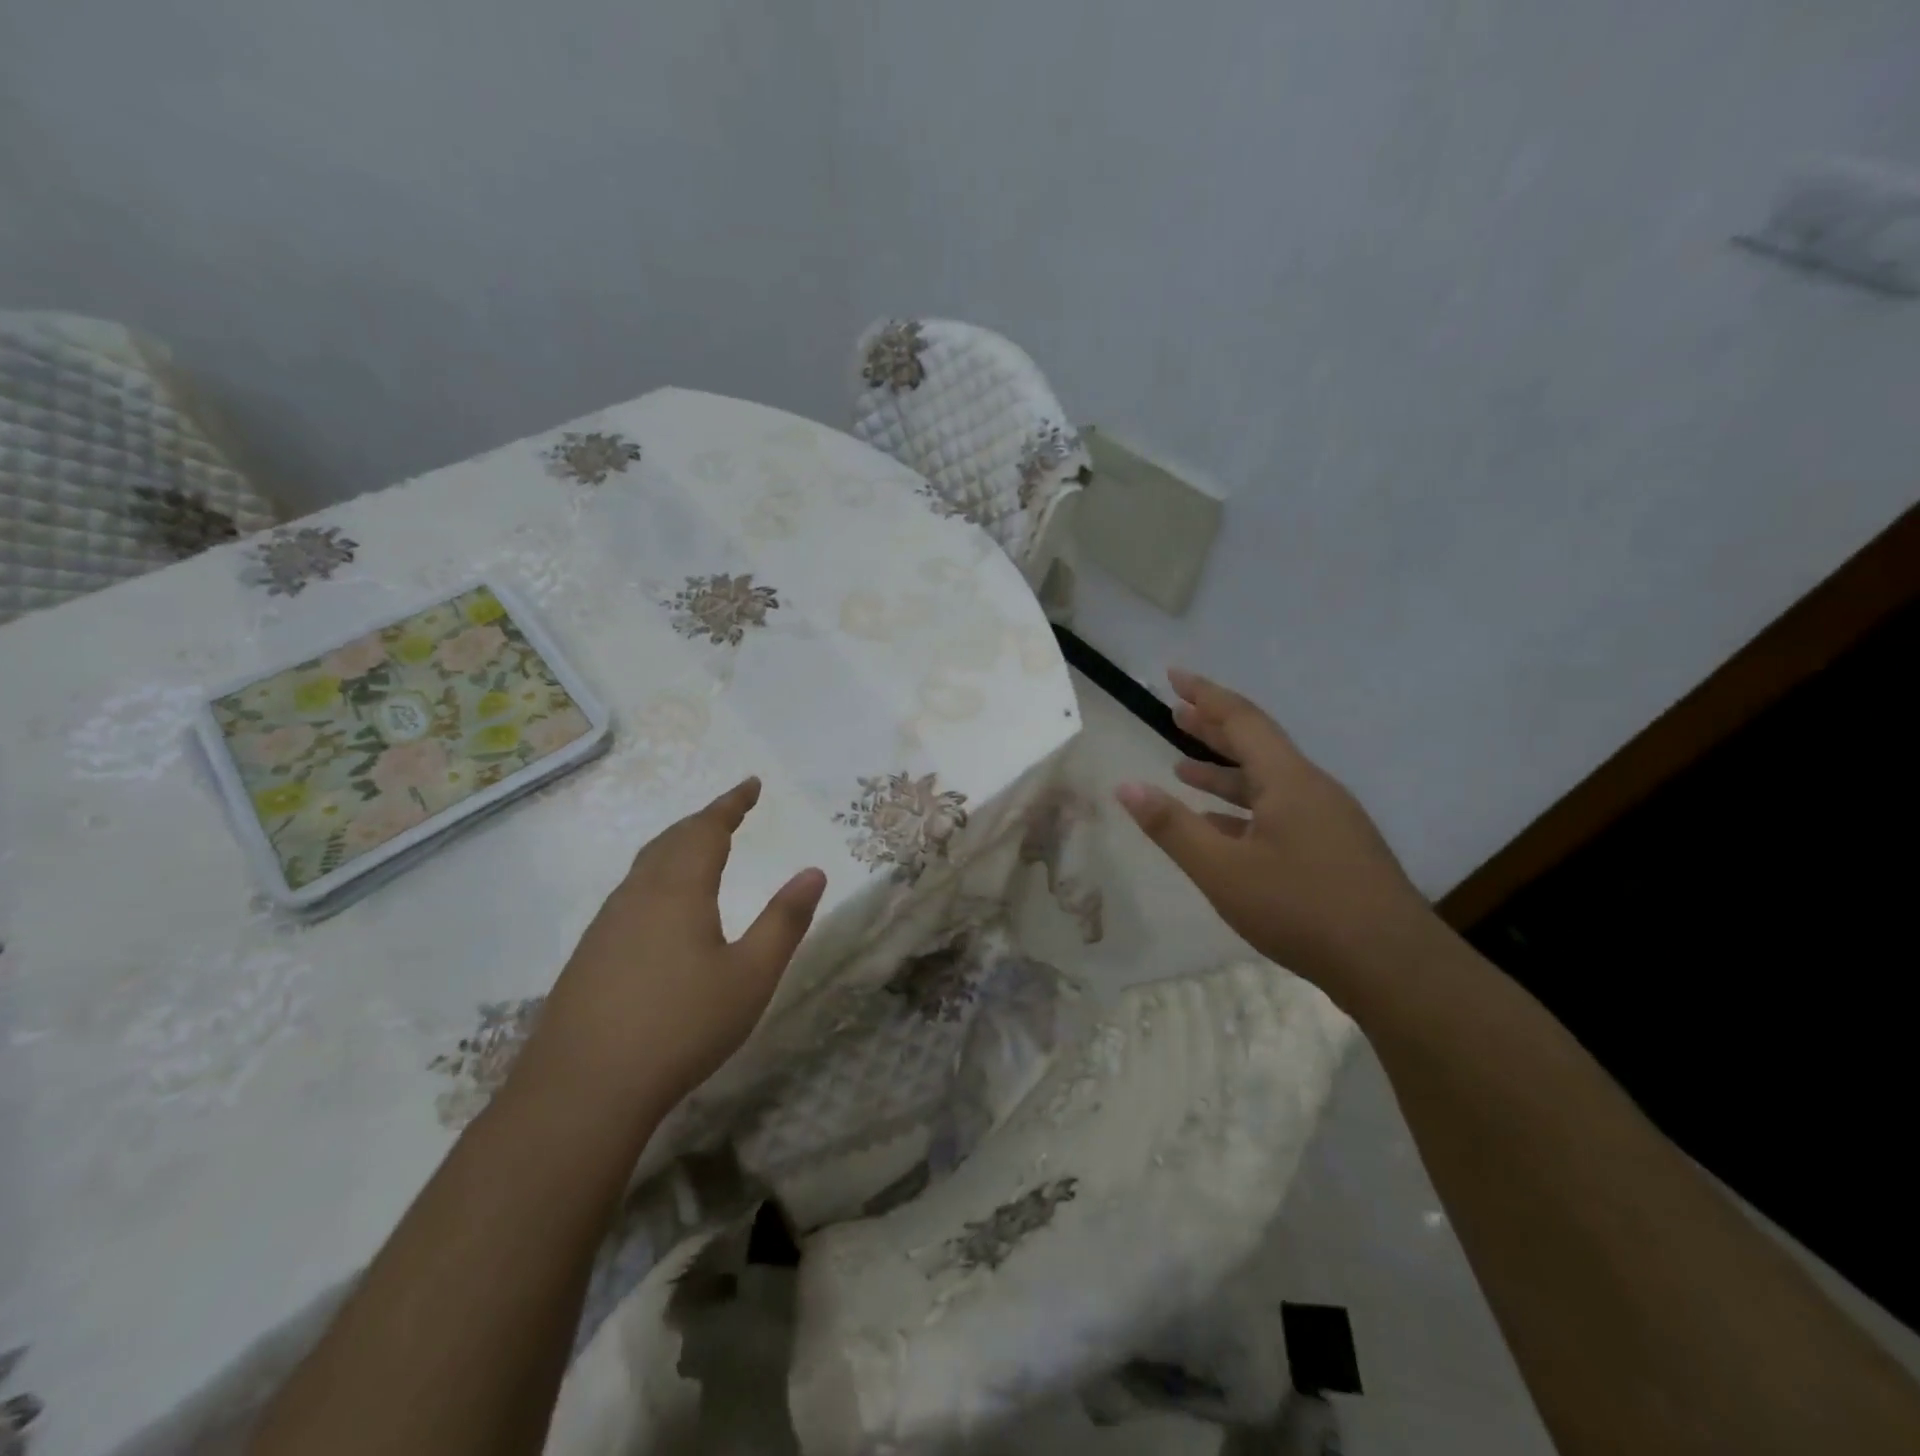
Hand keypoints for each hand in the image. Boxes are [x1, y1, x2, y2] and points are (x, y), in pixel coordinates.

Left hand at [522, 777, 827, 1113]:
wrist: (582, 1089)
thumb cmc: (681, 1026)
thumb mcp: (751, 975)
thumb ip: (785, 920)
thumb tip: (813, 871)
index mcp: (679, 889)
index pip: (707, 829)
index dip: (732, 803)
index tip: (752, 784)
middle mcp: (638, 895)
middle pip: (672, 840)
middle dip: (705, 820)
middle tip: (732, 811)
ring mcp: (607, 924)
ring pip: (646, 866)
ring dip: (678, 846)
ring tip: (701, 847)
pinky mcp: (591, 954)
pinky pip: (631, 893)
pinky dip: (658, 876)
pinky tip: (662, 906)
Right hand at [1115, 669, 1431, 1000]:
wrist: (1394, 966)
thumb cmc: (1301, 909)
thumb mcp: (1222, 870)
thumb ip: (1172, 827)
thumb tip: (1126, 786)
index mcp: (1288, 781)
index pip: (1241, 720)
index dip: (1205, 695)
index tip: (1174, 676)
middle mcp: (1312, 789)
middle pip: (1257, 745)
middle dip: (1213, 728)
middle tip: (1176, 712)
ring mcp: (1329, 820)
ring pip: (1268, 782)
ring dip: (1225, 772)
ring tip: (1183, 768)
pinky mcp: (1335, 849)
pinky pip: (1280, 812)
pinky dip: (1244, 809)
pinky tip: (1222, 827)